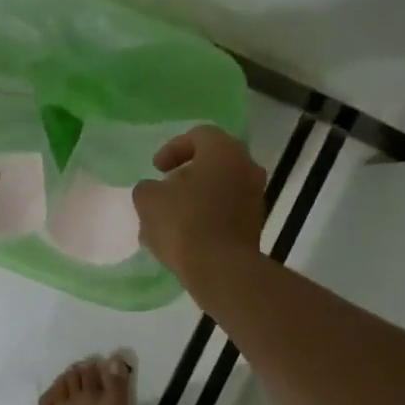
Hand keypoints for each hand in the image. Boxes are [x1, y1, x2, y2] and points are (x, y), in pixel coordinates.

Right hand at [133, 125, 265, 282]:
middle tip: (166, 189)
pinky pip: (227, 211)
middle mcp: (247, 167)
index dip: (173, 148)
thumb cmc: (184, 223)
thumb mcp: (149, 199)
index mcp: (224, 151)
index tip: (157, 168)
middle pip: (213, 162)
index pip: (199, 135)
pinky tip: (185, 236)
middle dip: (186, 174)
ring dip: (196, 197)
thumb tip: (155, 191)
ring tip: (170, 218)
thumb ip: (148, 188)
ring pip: (221, 188)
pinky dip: (207, 217)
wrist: (221, 269)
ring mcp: (255, 198)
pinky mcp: (255, 225)